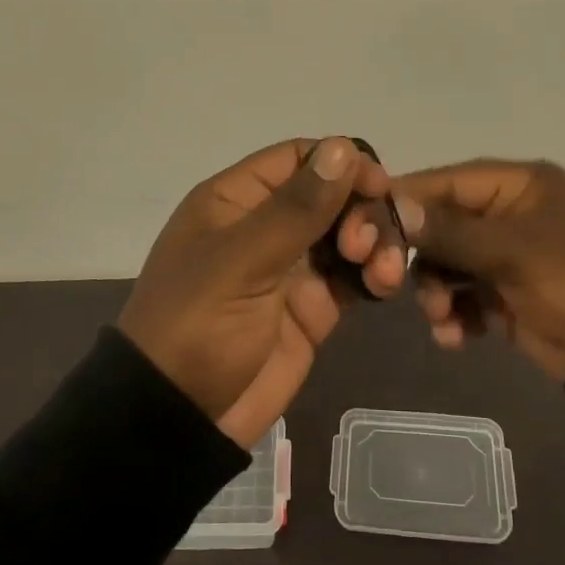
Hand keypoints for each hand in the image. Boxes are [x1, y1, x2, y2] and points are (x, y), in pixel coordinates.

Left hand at [119, 137, 413, 446]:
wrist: (180, 418)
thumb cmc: (197, 325)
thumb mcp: (241, 261)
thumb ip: (296, 208)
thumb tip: (341, 146)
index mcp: (237, 200)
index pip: (298, 158)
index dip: (340, 163)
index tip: (378, 183)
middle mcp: (268, 225)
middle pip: (331, 194)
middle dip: (361, 210)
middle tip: (365, 246)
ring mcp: (293, 267)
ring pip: (349, 234)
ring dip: (376, 243)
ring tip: (382, 273)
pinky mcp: (314, 307)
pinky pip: (354, 276)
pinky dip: (374, 275)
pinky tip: (383, 286)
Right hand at [394, 160, 564, 381]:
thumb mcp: (513, 251)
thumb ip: (449, 231)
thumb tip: (392, 204)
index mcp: (514, 186)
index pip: (443, 182)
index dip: (403, 202)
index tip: (364, 228)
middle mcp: (507, 214)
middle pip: (439, 225)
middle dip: (419, 257)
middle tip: (394, 284)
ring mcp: (507, 256)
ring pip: (447, 265)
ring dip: (436, 292)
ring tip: (443, 319)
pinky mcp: (510, 296)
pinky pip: (466, 297)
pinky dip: (456, 316)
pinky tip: (455, 337)